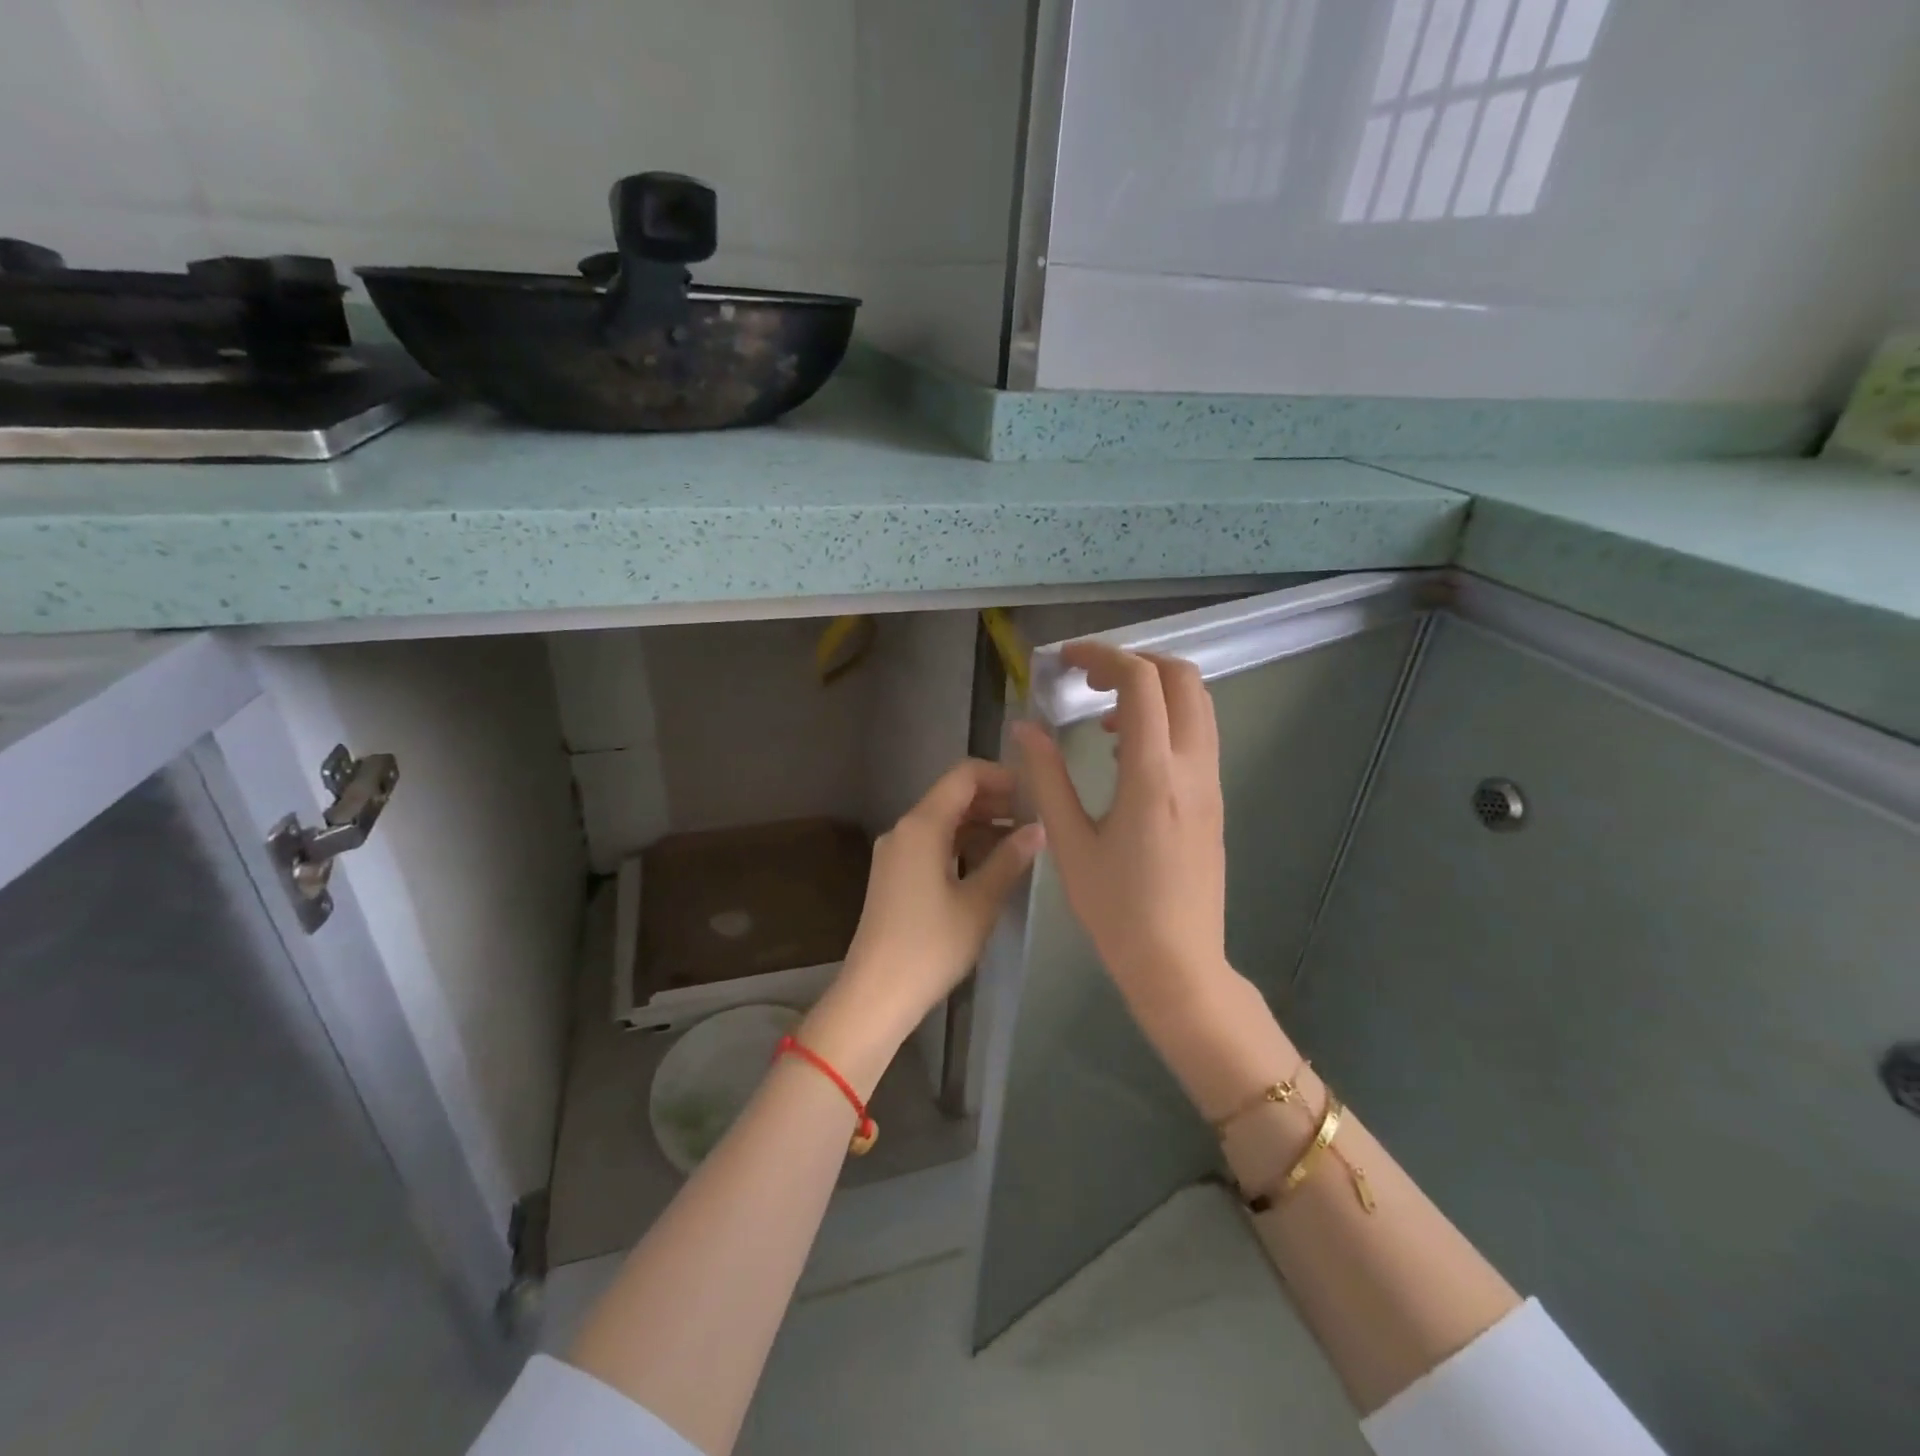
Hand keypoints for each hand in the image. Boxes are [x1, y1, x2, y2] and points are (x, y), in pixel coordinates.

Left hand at [801, 759, 1044, 1093]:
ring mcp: (896, 852)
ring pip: (943, 820)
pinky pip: (933, 843)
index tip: (1034, 791)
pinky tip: (990, 862)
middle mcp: (904, 829)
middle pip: (952, 795)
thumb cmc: (931, 946)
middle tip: (1034, 817)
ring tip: (1020, 840)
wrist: (876, 993)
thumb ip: (1009, 859)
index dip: (1001, 775)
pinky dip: (962, 843)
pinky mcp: (895, 874)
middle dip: (994, 800)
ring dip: (980, 823)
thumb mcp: (979, 902)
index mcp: (922, 825)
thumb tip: (1038, 829)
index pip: (963, 775)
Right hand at [1012, 644, 1234, 1040]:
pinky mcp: (1215, 799)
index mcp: (1153, 775)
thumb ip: (1047, 777)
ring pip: (1197, 704)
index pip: (1141, 683)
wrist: (1178, 963)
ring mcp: (1211, 783)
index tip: (1067, 660)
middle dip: (1135, 662)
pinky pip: (1197, 734)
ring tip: (1103, 716)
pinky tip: (1126, 752)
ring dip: (1153, 690)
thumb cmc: (1116, 910)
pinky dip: (1165, 718)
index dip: (1103, 656)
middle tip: (1089, 679)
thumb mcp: (1070, 843)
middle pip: (1183, 678)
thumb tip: (1025, 727)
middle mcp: (1192, 768)